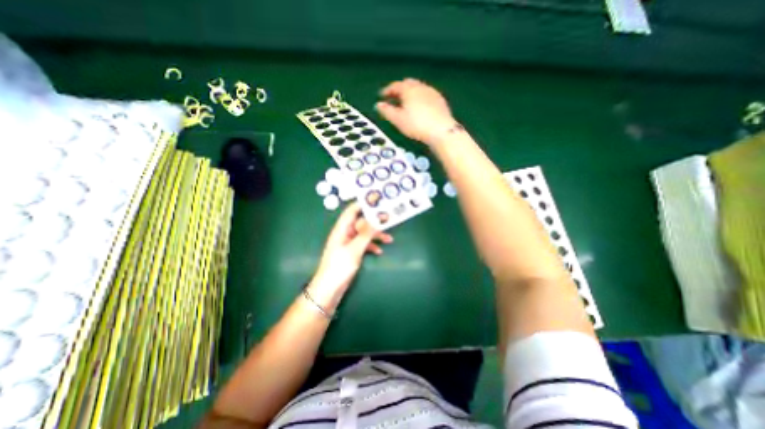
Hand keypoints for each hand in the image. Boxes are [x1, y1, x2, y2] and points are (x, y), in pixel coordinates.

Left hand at [306, 204, 393, 306]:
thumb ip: (365, 234)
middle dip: (373, 221)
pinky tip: (379, 251)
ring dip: (375, 235)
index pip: (352, 211)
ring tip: (389, 239)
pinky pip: (363, 244)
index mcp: (341, 229)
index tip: (377, 200)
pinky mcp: (351, 252)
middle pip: (360, 222)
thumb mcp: (354, 249)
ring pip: (363, 234)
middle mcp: (344, 233)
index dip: (363, 204)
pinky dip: (371, 246)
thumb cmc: (339, 267)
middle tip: (388, 219)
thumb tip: (375, 218)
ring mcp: (348, 243)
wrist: (329, 289)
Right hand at [377, 79, 452, 145]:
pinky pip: (427, 95)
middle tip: (393, 98)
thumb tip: (378, 105)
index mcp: (409, 89)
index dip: (387, 90)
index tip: (382, 95)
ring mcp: (432, 93)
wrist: (440, 130)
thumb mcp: (398, 120)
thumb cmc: (417, 125)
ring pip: (418, 89)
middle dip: (399, 90)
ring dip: (410, 94)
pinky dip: (420, 98)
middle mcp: (421, 87)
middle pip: (407, 84)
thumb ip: (387, 111)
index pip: (395, 85)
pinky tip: (420, 107)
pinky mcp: (440, 100)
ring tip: (406, 103)